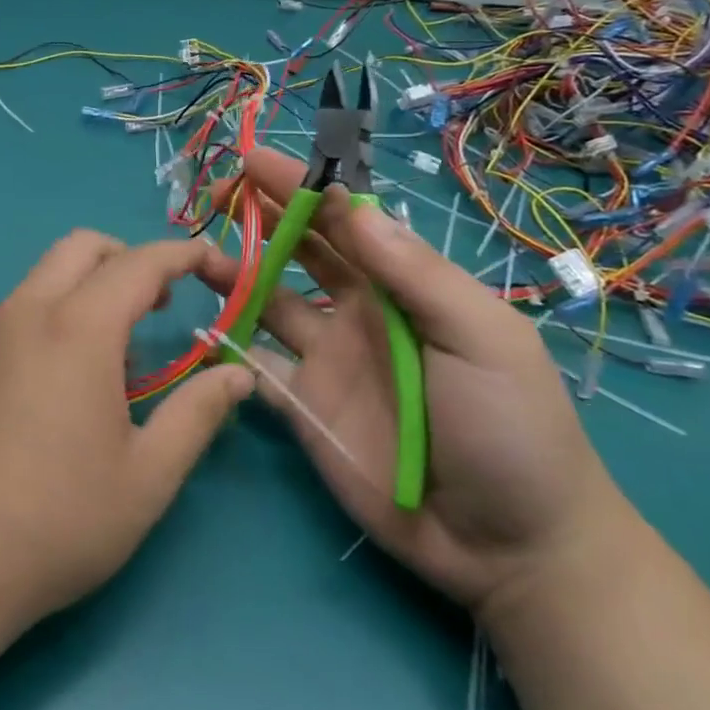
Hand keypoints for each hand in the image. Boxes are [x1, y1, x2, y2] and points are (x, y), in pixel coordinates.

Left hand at [0, 230, 252, 638]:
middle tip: (160, 305)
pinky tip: (58, 383)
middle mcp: (27, 312)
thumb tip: (237, 376)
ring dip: (88, 287)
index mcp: (78, 328)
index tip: (215, 266)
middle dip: (130, 258)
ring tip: (115, 354)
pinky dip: (53, 315)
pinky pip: (16, 312)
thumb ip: (197, 415)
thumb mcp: (147, 477)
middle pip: (82, 247)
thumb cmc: (56, 521)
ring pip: (44, 276)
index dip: (185, 256)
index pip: (140, 263)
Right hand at [198, 150, 637, 614]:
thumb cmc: (512, 428)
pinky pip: (256, 366)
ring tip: (196, 255)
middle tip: (215, 193)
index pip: (346, 221)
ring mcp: (326, 361)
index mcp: (403, 287)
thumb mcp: (482, 337)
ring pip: (268, 302)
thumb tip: (349, 202)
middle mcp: (358, 313)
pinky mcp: (303, 407)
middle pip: (301, 252)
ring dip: (235, 274)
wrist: (511, 547)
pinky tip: (202, 327)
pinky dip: (228, 345)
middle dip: (261, 217)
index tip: (256, 161)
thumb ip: (415, 273)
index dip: (303, 188)